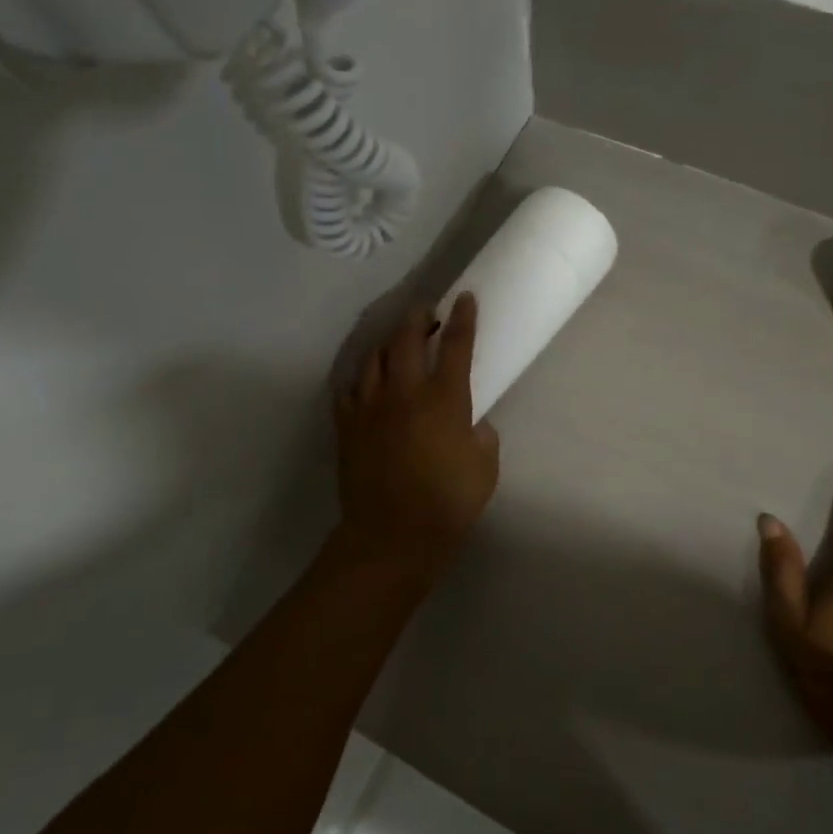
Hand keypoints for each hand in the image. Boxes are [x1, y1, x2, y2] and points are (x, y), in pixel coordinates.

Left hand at [329, 296, 499, 591]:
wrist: (392, 535)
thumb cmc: (447, 503)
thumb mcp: (485, 469)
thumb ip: (482, 437)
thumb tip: (472, 425)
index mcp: (444, 399)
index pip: (456, 345)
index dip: (463, 318)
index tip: (465, 297)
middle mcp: (404, 392)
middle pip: (406, 338)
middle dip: (418, 317)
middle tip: (426, 311)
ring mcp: (370, 406)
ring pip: (374, 357)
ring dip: (388, 342)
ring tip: (396, 341)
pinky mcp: (347, 424)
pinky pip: (349, 387)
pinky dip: (360, 377)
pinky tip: (366, 379)